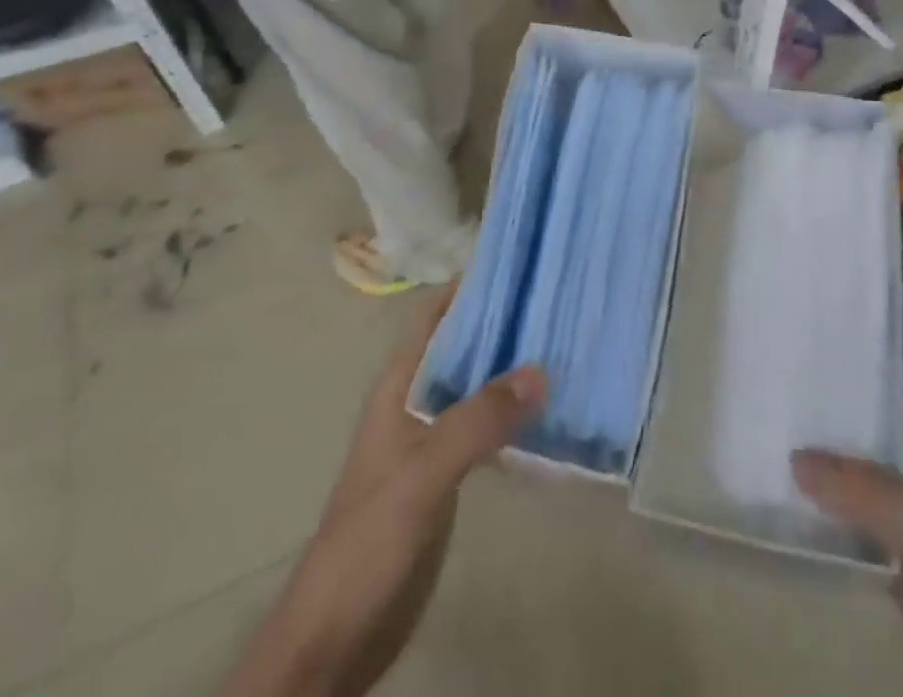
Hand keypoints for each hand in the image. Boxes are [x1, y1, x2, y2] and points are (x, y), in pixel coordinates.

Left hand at [224, 293, 546, 696]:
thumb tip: (540, 369)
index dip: (470, 287)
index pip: (434, 315)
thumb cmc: (368, 539)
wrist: (335, 636)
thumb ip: (477, 421)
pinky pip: (484, 430)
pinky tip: (550, 416)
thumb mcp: (423, 473)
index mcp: (399, 385)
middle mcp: (416, 401)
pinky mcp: (446, 476)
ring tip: (567, 349)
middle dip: (504, 326)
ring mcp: (431, 440)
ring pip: (476, 388)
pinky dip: (512, 416)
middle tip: (561, 305)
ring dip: (512, 371)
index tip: (522, 266)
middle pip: (462, 347)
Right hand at [792, 303, 902, 696]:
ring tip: (778, 371)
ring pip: (864, 435)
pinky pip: (849, 489)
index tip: (862, 269)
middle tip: (797, 313)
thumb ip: (875, 492)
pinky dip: (820, 470)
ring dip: (830, 408)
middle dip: (851, 350)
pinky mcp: (891, 536)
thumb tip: (795, 454)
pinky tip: (782, 456)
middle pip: (889, 386)